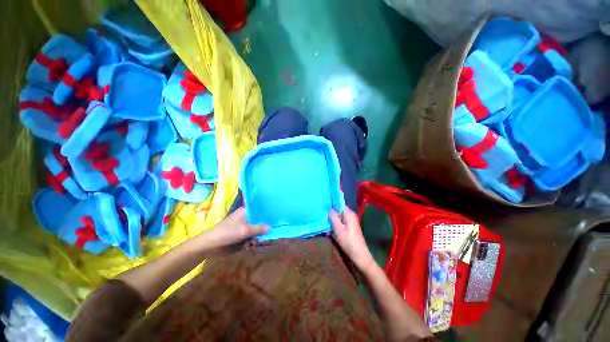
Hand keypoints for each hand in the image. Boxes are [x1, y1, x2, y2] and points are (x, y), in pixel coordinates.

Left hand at [198, 207, 268, 250]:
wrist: (210, 246)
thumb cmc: (227, 233)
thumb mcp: (245, 230)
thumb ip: (259, 228)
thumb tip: (271, 227)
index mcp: (246, 212)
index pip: (260, 210)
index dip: (268, 213)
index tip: (276, 217)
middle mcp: (246, 218)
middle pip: (259, 221)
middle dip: (265, 227)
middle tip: (273, 231)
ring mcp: (243, 228)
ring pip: (256, 231)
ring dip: (258, 237)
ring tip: (259, 241)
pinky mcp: (241, 236)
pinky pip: (251, 238)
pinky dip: (252, 242)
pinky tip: (251, 245)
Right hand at [330, 207, 375, 271]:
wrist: (360, 255)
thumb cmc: (348, 241)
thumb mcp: (338, 229)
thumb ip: (333, 217)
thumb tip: (330, 209)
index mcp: (349, 214)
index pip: (340, 203)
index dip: (332, 203)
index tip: (324, 204)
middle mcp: (351, 215)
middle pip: (339, 210)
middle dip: (332, 212)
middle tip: (322, 214)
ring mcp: (351, 221)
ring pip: (340, 217)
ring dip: (333, 219)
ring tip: (325, 221)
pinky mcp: (351, 227)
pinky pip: (342, 222)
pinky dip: (336, 224)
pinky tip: (330, 229)